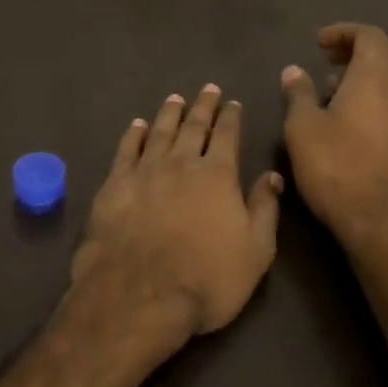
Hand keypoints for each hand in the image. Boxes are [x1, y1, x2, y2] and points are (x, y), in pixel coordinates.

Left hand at [68, 85, 283, 363]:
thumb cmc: (207, 279)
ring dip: (169, 113)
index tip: (233, 103)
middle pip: (193, 127)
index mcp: (218, 175)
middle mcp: (181, 164)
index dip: (231, 117)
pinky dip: (134, 135)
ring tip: (175, 99)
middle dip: (203, 106)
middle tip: (207, 90)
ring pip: (160, 132)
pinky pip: (126, 150)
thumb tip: (272, 176)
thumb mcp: (255, 252)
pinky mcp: (115, 186)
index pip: (227, 136)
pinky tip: (138, 125)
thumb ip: (264, 209)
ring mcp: (145, 172)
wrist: (140, 296)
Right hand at [280, 23, 387, 250]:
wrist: (379, 219)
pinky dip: (374, 93)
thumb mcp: (302, 127)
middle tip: (329, 58)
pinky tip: (348, 116)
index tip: (317, 43)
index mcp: (375, 76)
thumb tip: (294, 70)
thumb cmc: (336, 166)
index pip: (369, 35)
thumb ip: (298, 93)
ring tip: (331, 88)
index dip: (343, 32)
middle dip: (359, 47)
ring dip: (366, 72)